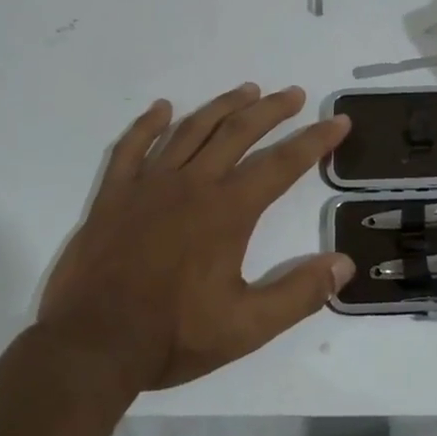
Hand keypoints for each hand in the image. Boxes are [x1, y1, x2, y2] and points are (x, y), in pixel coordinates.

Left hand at [37, 84, 355, 390]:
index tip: (338, 121)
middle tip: (293, 93)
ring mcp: (148, 185)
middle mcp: (192, 184)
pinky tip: (162, 108)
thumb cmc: (173, 336)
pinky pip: (131, 147)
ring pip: (191, 130)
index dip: (315, 140)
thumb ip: (298, 294)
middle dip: (271, 110)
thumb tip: (344, 264)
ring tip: (246, 90)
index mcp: (227, 211)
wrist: (92, 345)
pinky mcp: (113, 195)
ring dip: (222, 106)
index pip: (282, 164)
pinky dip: (148, 124)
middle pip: (238, 132)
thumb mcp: (247, 327)